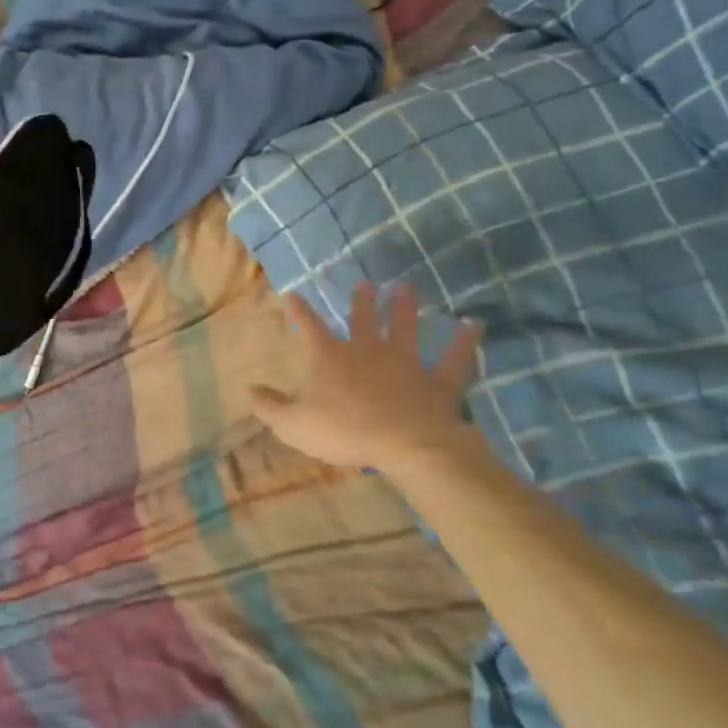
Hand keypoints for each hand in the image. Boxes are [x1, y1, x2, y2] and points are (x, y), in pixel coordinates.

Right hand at [253, 280, 484, 474]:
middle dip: (361, 300)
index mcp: (330, 357)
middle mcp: (368, 349)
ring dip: (405, 306)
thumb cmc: (343, 431)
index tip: (293, 294)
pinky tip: (476, 324)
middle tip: (364, 283)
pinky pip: (455, 358)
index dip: (300, 311)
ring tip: (405, 285)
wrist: (404, 444)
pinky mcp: (437, 380)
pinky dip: (466, 342)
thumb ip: (270, 407)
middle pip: (363, 318)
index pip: (309, 327)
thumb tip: (251, 389)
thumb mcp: (293, 425)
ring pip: (406, 327)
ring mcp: (406, 361)